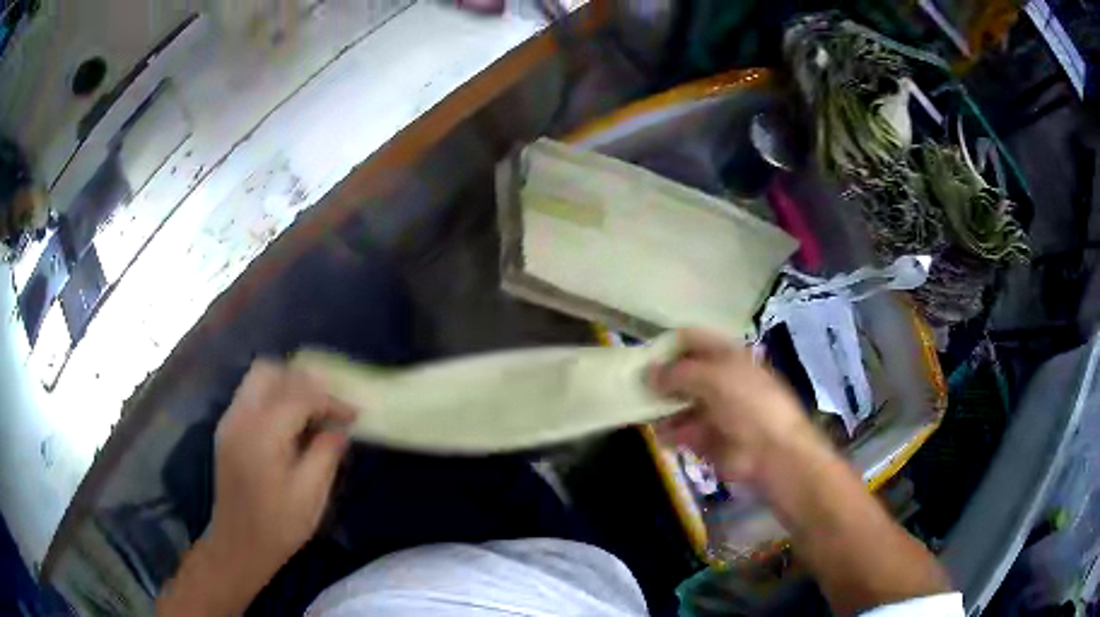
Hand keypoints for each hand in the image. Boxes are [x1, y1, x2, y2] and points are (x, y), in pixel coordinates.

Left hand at [206, 360, 354, 587]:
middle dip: (302, 380)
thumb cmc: (278, 524)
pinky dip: (272, 397)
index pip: (300, 395)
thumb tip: (340, 428)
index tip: (354, 414)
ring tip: (310, 410)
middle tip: (327, 402)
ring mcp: (230, 421)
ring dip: (286, 385)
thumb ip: (326, 453)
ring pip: (256, 379)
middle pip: (270, 371)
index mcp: (263, 433)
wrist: (239, 544)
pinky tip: (288, 424)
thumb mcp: (311, 494)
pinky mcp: (227, 430)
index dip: (330, 400)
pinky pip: (250, 396)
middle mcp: (241, 417)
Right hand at [650, 329, 834, 485]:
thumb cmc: (748, 405)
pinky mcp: (710, 438)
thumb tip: (649, 373)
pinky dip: (670, 433)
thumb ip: (678, 373)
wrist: (773, 453)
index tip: (642, 357)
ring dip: (661, 408)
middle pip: (683, 374)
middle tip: (633, 388)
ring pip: (680, 404)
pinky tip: (660, 435)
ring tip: (641, 412)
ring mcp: (715, 410)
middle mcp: (719, 380)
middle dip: (660, 380)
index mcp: (726, 356)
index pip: (692, 341)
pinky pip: (683, 432)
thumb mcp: (714, 379)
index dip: (667, 345)